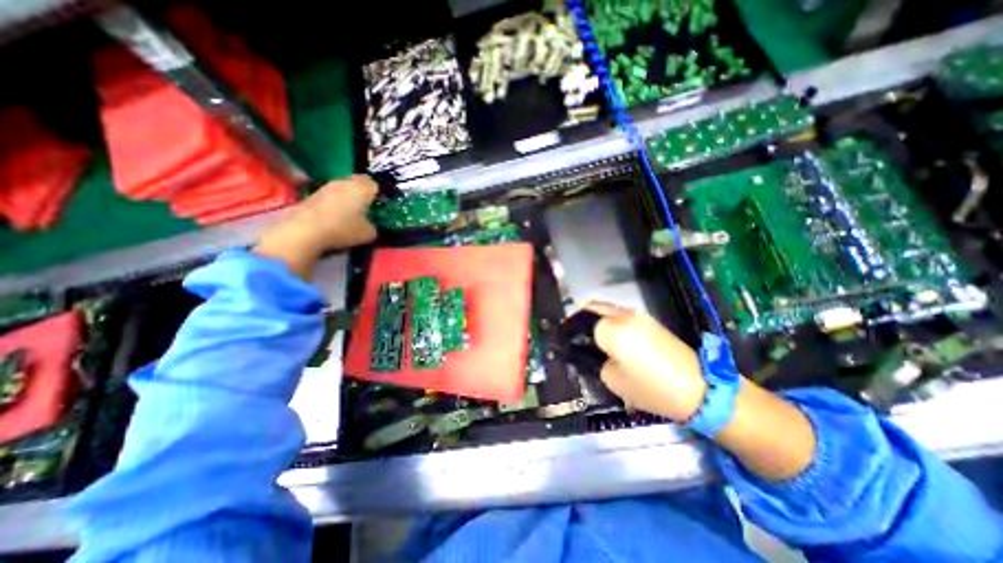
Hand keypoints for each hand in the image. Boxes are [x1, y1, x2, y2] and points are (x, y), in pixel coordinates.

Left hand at [255, 175, 380, 278]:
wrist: (305, 230)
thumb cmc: (343, 229)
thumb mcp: (368, 234)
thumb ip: (373, 227)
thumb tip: (369, 226)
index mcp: (362, 188)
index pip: (374, 185)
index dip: (376, 195)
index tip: (377, 207)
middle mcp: (344, 182)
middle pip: (356, 185)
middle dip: (360, 196)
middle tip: (364, 212)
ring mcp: (325, 187)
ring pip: (341, 191)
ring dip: (345, 201)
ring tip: (347, 217)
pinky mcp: (311, 195)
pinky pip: (329, 198)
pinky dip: (332, 206)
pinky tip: (332, 220)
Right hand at [590, 301, 813, 476]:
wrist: (702, 389)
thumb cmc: (652, 388)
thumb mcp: (613, 379)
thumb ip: (596, 361)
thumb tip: (591, 352)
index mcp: (611, 328)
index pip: (580, 322)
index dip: (569, 332)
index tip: (565, 342)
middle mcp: (623, 314)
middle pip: (592, 306)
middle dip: (578, 317)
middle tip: (572, 334)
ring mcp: (638, 315)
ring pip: (606, 309)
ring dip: (594, 317)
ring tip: (589, 337)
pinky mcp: (650, 320)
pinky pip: (620, 314)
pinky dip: (609, 320)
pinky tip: (609, 337)